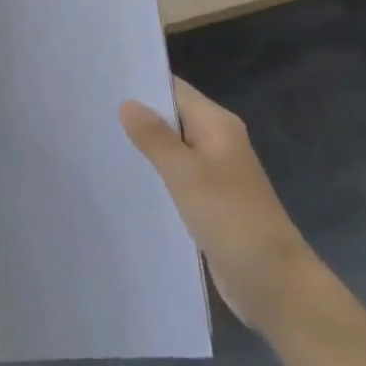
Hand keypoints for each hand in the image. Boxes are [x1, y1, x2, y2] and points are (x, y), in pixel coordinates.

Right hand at [120, 77, 310, 330]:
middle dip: (137, 115)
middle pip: (172, 117)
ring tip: (98, 141)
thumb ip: (155, 138)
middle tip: (91, 112)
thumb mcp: (187, 174)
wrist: (275, 284)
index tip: (103, 81)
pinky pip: (177, 177)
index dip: (141, 83)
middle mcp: (217, 141)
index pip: (174, 89)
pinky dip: (155, 175)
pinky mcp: (210, 201)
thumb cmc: (232, 219)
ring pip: (172, 149)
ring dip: (144, 147)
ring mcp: (215, 172)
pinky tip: (125, 180)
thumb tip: (127, 103)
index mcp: (218, 125)